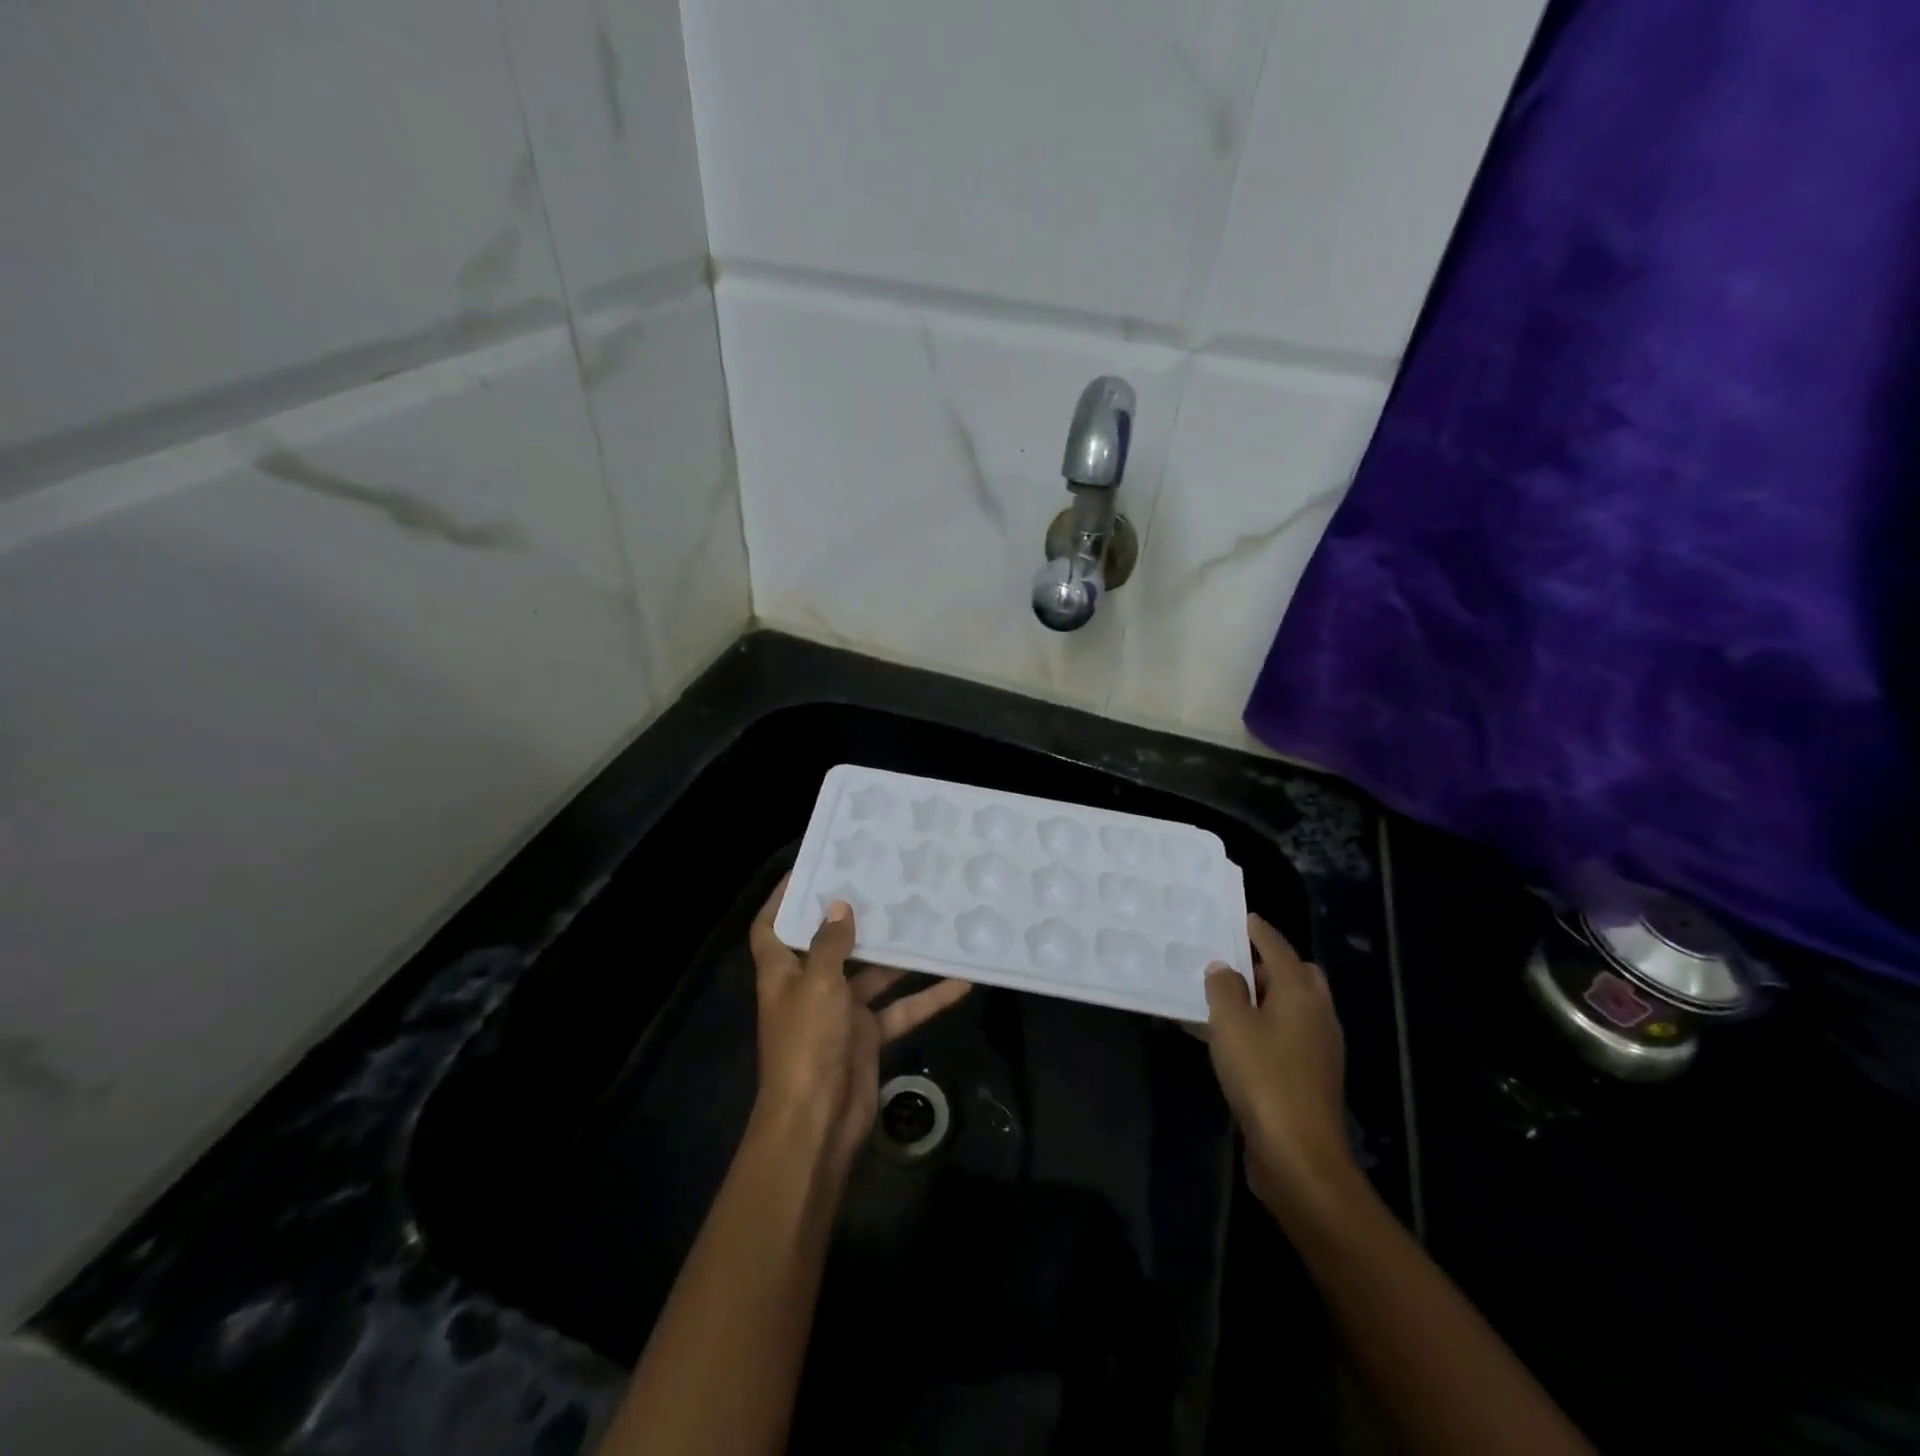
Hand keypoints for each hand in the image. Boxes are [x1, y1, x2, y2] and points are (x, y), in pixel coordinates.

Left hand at [748, 876, 971, 1177]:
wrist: (818, 1122)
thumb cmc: (807, 1043)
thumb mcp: (817, 984)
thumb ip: (831, 944)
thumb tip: (839, 905)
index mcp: (783, 972)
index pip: (772, 927)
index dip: (783, 898)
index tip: (810, 868)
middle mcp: (810, 987)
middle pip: (830, 944)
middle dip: (854, 918)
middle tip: (885, 882)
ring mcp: (840, 1012)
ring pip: (874, 974)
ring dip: (900, 955)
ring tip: (929, 919)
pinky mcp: (868, 1035)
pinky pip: (900, 1009)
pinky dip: (927, 998)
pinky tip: (961, 979)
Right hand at [1204, 915, 1357, 1221]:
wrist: (1299, 1156)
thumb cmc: (1263, 1078)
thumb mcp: (1231, 1024)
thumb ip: (1224, 988)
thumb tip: (1223, 968)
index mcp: (1301, 993)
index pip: (1278, 947)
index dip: (1258, 930)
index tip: (1240, 916)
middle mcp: (1317, 1014)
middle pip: (1296, 975)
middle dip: (1267, 963)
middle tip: (1231, 960)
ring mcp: (1319, 1048)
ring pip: (1292, 1006)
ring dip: (1265, 996)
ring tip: (1226, 996)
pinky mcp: (1311, 1077)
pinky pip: (1286, 1034)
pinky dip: (1265, 1025)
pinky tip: (1235, 1038)